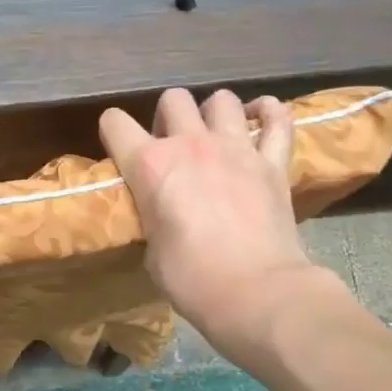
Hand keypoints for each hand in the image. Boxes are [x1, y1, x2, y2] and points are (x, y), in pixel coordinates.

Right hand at [101, 88, 340, 365]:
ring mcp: (236, 147)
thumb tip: (161, 212)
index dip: (113, 131)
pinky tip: (261, 120)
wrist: (257, 292)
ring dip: (214, 112)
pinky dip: (269, 114)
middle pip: (173, 98)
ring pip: (222, 99)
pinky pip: (278, 118)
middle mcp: (190, 144)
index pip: (115, 122)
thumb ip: (152, 215)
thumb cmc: (191, 279)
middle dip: (168, 116)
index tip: (120, 148)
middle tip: (172, 144)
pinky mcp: (274, 161)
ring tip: (215, 134)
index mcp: (150, 165)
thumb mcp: (151, 249)